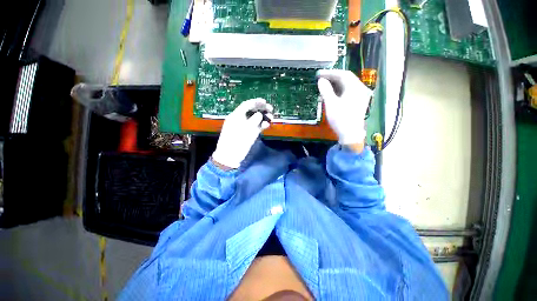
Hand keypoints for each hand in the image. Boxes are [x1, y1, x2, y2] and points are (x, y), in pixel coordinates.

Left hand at [212, 98, 272, 168]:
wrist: (230, 157)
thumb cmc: (236, 141)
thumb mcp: (246, 129)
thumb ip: (254, 119)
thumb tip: (260, 114)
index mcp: (235, 116)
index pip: (246, 105)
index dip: (256, 102)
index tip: (265, 101)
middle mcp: (239, 120)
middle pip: (251, 111)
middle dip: (261, 109)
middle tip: (271, 109)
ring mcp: (244, 127)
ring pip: (255, 119)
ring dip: (263, 117)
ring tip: (271, 118)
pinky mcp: (248, 134)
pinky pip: (256, 126)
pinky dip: (261, 125)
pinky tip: (267, 125)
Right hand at [317, 69, 372, 145]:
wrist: (352, 136)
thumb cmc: (341, 119)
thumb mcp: (331, 103)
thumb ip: (325, 89)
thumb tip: (321, 80)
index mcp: (355, 87)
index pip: (342, 74)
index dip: (330, 73)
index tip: (318, 74)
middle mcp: (361, 89)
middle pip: (347, 78)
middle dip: (333, 77)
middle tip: (321, 78)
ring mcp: (362, 96)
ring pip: (349, 84)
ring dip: (337, 83)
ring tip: (325, 84)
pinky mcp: (360, 102)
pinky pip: (351, 90)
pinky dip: (341, 89)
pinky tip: (333, 91)